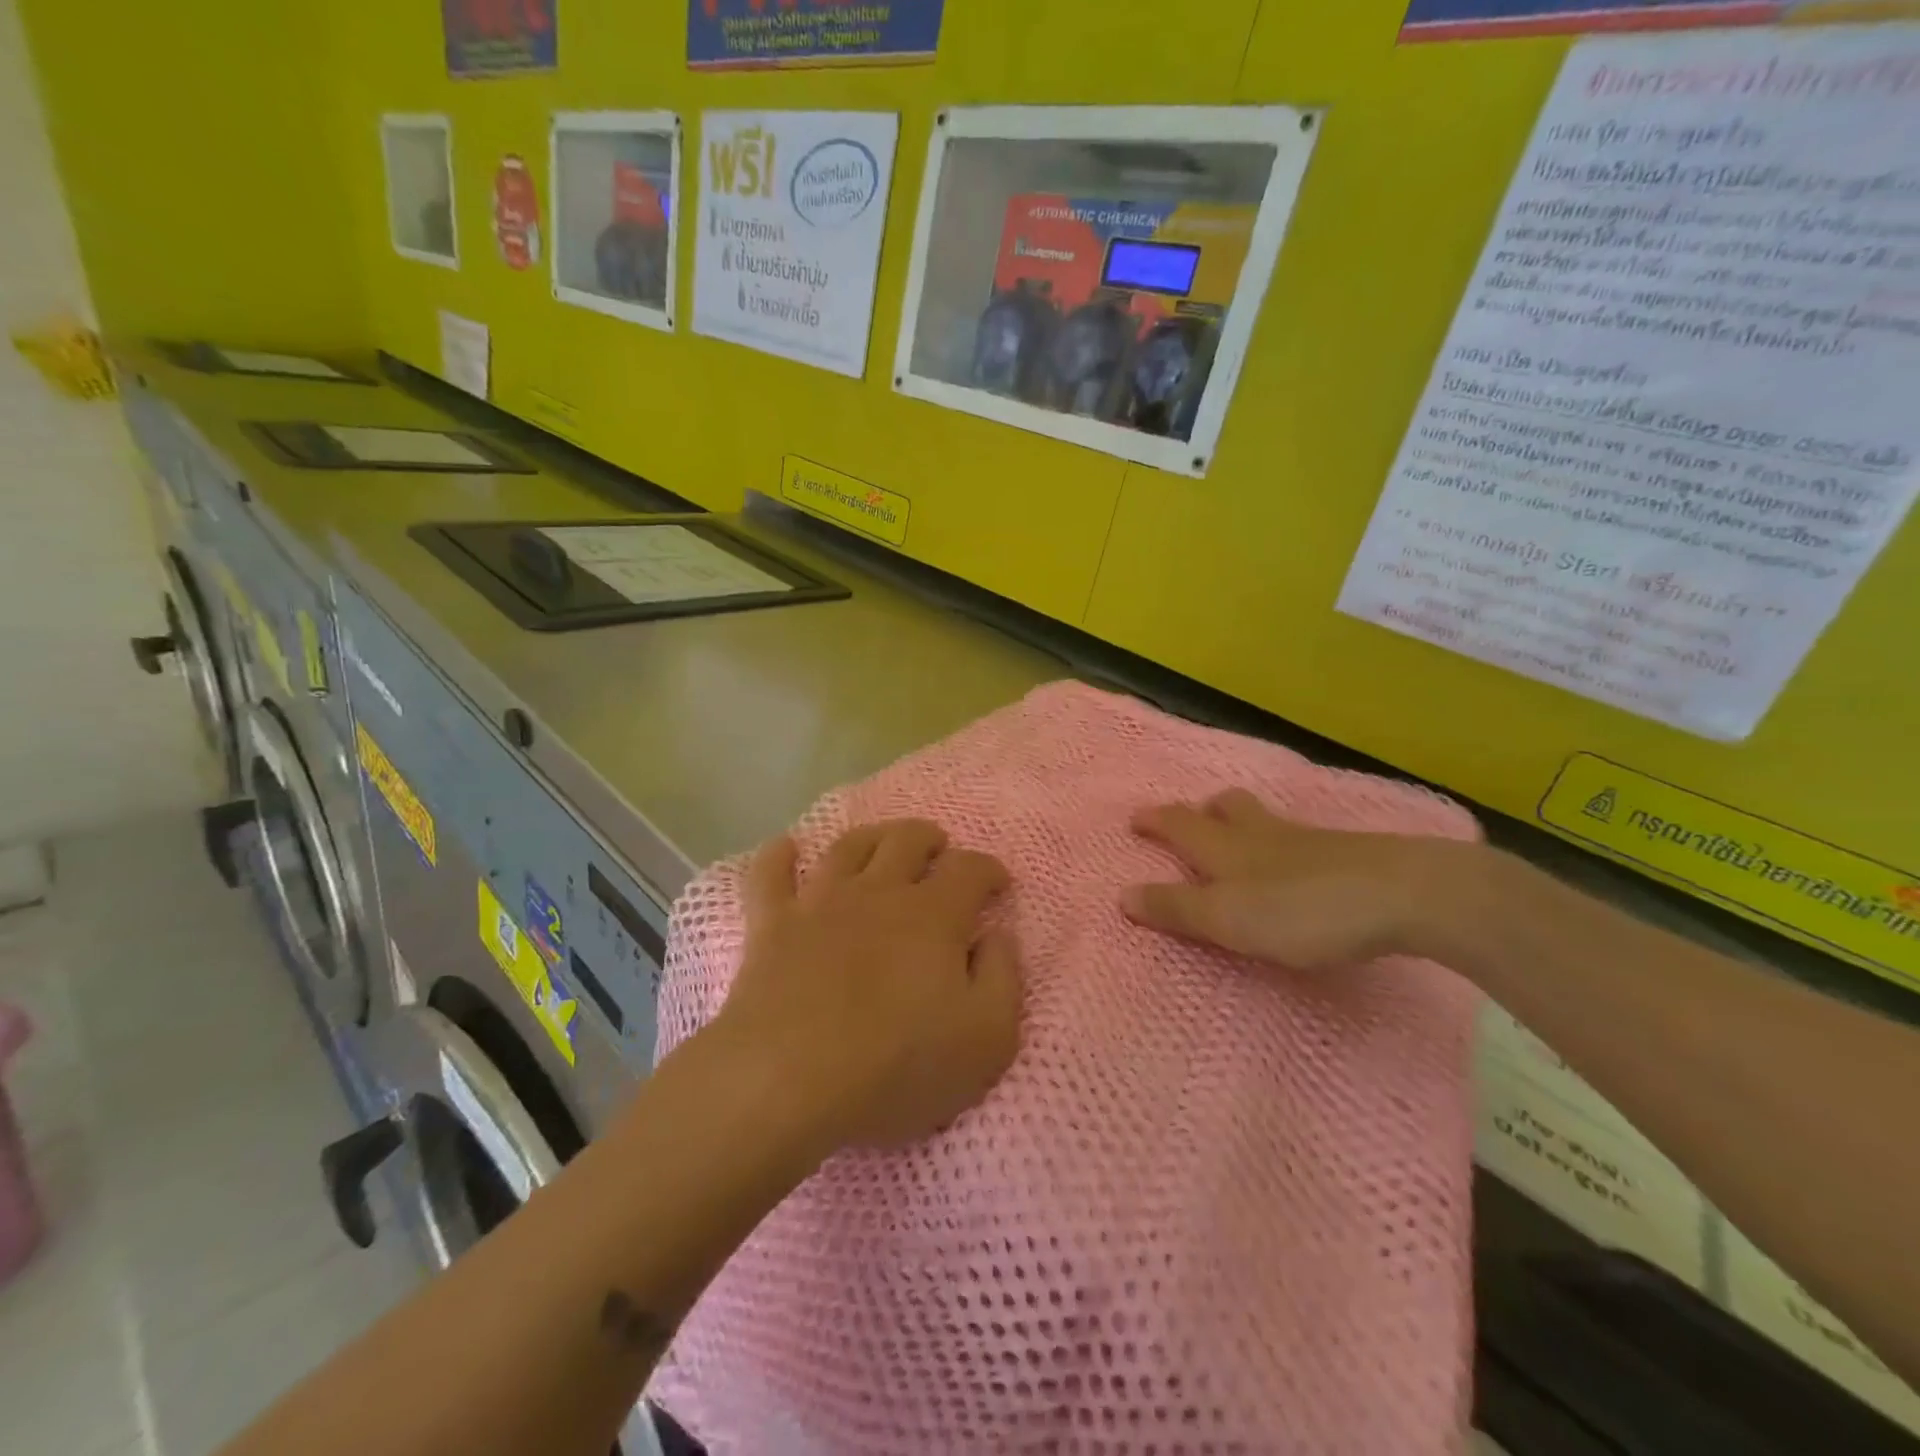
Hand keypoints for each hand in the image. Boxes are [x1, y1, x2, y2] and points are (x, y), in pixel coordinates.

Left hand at [716, 819, 1023, 1154]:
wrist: (788, 1082)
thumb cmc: (897, 1067)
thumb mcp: (987, 1038)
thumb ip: (1002, 977)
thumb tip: (998, 934)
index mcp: (934, 915)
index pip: (970, 869)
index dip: (989, 870)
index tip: (998, 884)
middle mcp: (878, 892)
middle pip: (907, 840)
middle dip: (930, 840)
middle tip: (939, 852)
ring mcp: (819, 902)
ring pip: (848, 845)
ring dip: (872, 836)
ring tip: (883, 843)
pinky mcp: (771, 924)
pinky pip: (768, 874)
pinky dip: (778, 855)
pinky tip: (786, 847)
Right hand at [1122, 789, 1468, 967]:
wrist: (1405, 894)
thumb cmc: (1302, 910)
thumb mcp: (1227, 918)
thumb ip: (1176, 908)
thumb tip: (1122, 895)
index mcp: (1226, 848)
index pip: (1179, 824)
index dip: (1155, 821)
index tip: (1135, 818)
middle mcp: (1262, 834)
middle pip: (1228, 808)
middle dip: (1204, 810)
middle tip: (1194, 819)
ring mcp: (1309, 841)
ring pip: (1266, 820)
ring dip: (1244, 822)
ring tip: (1242, 841)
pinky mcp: (1348, 855)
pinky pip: (1300, 840)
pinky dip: (1284, 845)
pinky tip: (1297, 867)